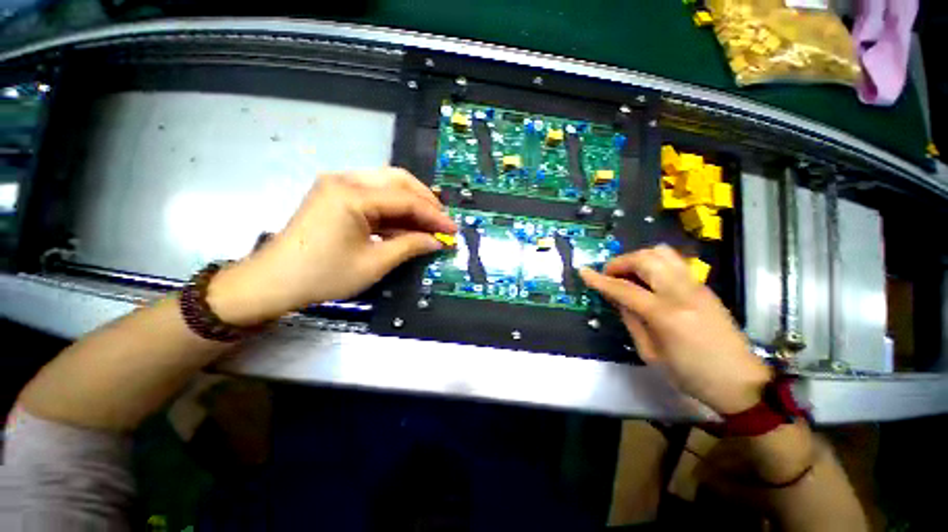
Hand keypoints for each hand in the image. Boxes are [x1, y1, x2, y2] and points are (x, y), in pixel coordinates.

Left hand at [208, 168, 456, 325]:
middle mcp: (345, 179)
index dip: (433, 215)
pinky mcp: (336, 195)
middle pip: (398, 180)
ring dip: (411, 202)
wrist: (273, 282)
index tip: (452, 229)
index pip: (406, 199)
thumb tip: (438, 241)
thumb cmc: (324, 275)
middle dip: (425, 200)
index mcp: (352, 194)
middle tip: (442, 221)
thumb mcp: (374, 263)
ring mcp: (338, 185)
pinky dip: (393, 208)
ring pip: (387, 184)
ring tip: (429, 222)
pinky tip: (406, 223)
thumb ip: (410, 246)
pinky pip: (374, 195)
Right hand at [579, 245, 771, 413]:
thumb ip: (631, 320)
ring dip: (638, 258)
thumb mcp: (651, 354)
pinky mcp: (704, 286)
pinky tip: (648, 280)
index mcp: (666, 315)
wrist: (741, 382)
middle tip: (609, 275)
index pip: (624, 288)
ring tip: (628, 274)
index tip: (583, 272)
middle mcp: (682, 293)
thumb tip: (616, 298)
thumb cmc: (691, 375)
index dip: (600, 279)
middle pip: (645, 259)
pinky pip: (673, 262)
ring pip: (662, 253)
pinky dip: (653, 263)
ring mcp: (697, 286)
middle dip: (620, 262)